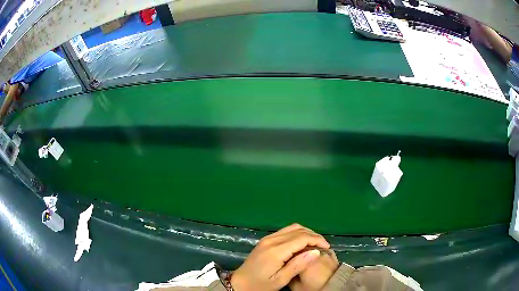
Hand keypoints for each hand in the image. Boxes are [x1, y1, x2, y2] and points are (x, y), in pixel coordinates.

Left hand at [231, 224, 329, 290]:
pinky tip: (302, 244)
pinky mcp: (266, 240)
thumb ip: (298, 265)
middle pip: (298, 230)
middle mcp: (272, 240)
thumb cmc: (260, 284)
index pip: (302, 238)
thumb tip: (315, 251)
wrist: (239, 283)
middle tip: (323, 246)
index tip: (327, 247)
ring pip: (292, 228)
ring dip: (306, 233)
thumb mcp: (280, 280)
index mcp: (276, 250)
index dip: (317, 240)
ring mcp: (268, 238)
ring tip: (315, 244)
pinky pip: (285, 231)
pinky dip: (297, 234)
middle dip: (314, 235)